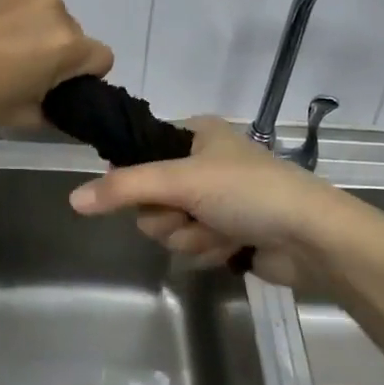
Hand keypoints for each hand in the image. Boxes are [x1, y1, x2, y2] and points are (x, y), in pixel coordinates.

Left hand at [0, 0, 113, 128]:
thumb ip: (55, 113)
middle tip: (17, 71)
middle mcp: (53, 8)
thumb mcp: (19, 118)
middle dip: (53, 50)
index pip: (102, 58)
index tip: (55, 87)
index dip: (84, 76)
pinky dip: (3, 10)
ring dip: (28, 27)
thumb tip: (64, 109)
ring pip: (41, 12)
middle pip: (71, 32)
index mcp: (66, 44)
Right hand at [67, 117, 359, 286]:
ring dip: (191, 237)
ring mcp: (216, 200)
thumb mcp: (182, 180)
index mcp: (195, 133)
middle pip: (151, 198)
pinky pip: (194, 246)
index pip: (140, 153)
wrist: (310, 237)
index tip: (149, 192)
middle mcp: (202, 163)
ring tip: (220, 232)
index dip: (137, 179)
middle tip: (191, 214)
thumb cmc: (247, 191)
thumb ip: (125, 188)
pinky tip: (233, 248)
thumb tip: (72, 199)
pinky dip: (209, 250)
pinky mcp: (228, 233)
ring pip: (170, 227)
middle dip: (169, 217)